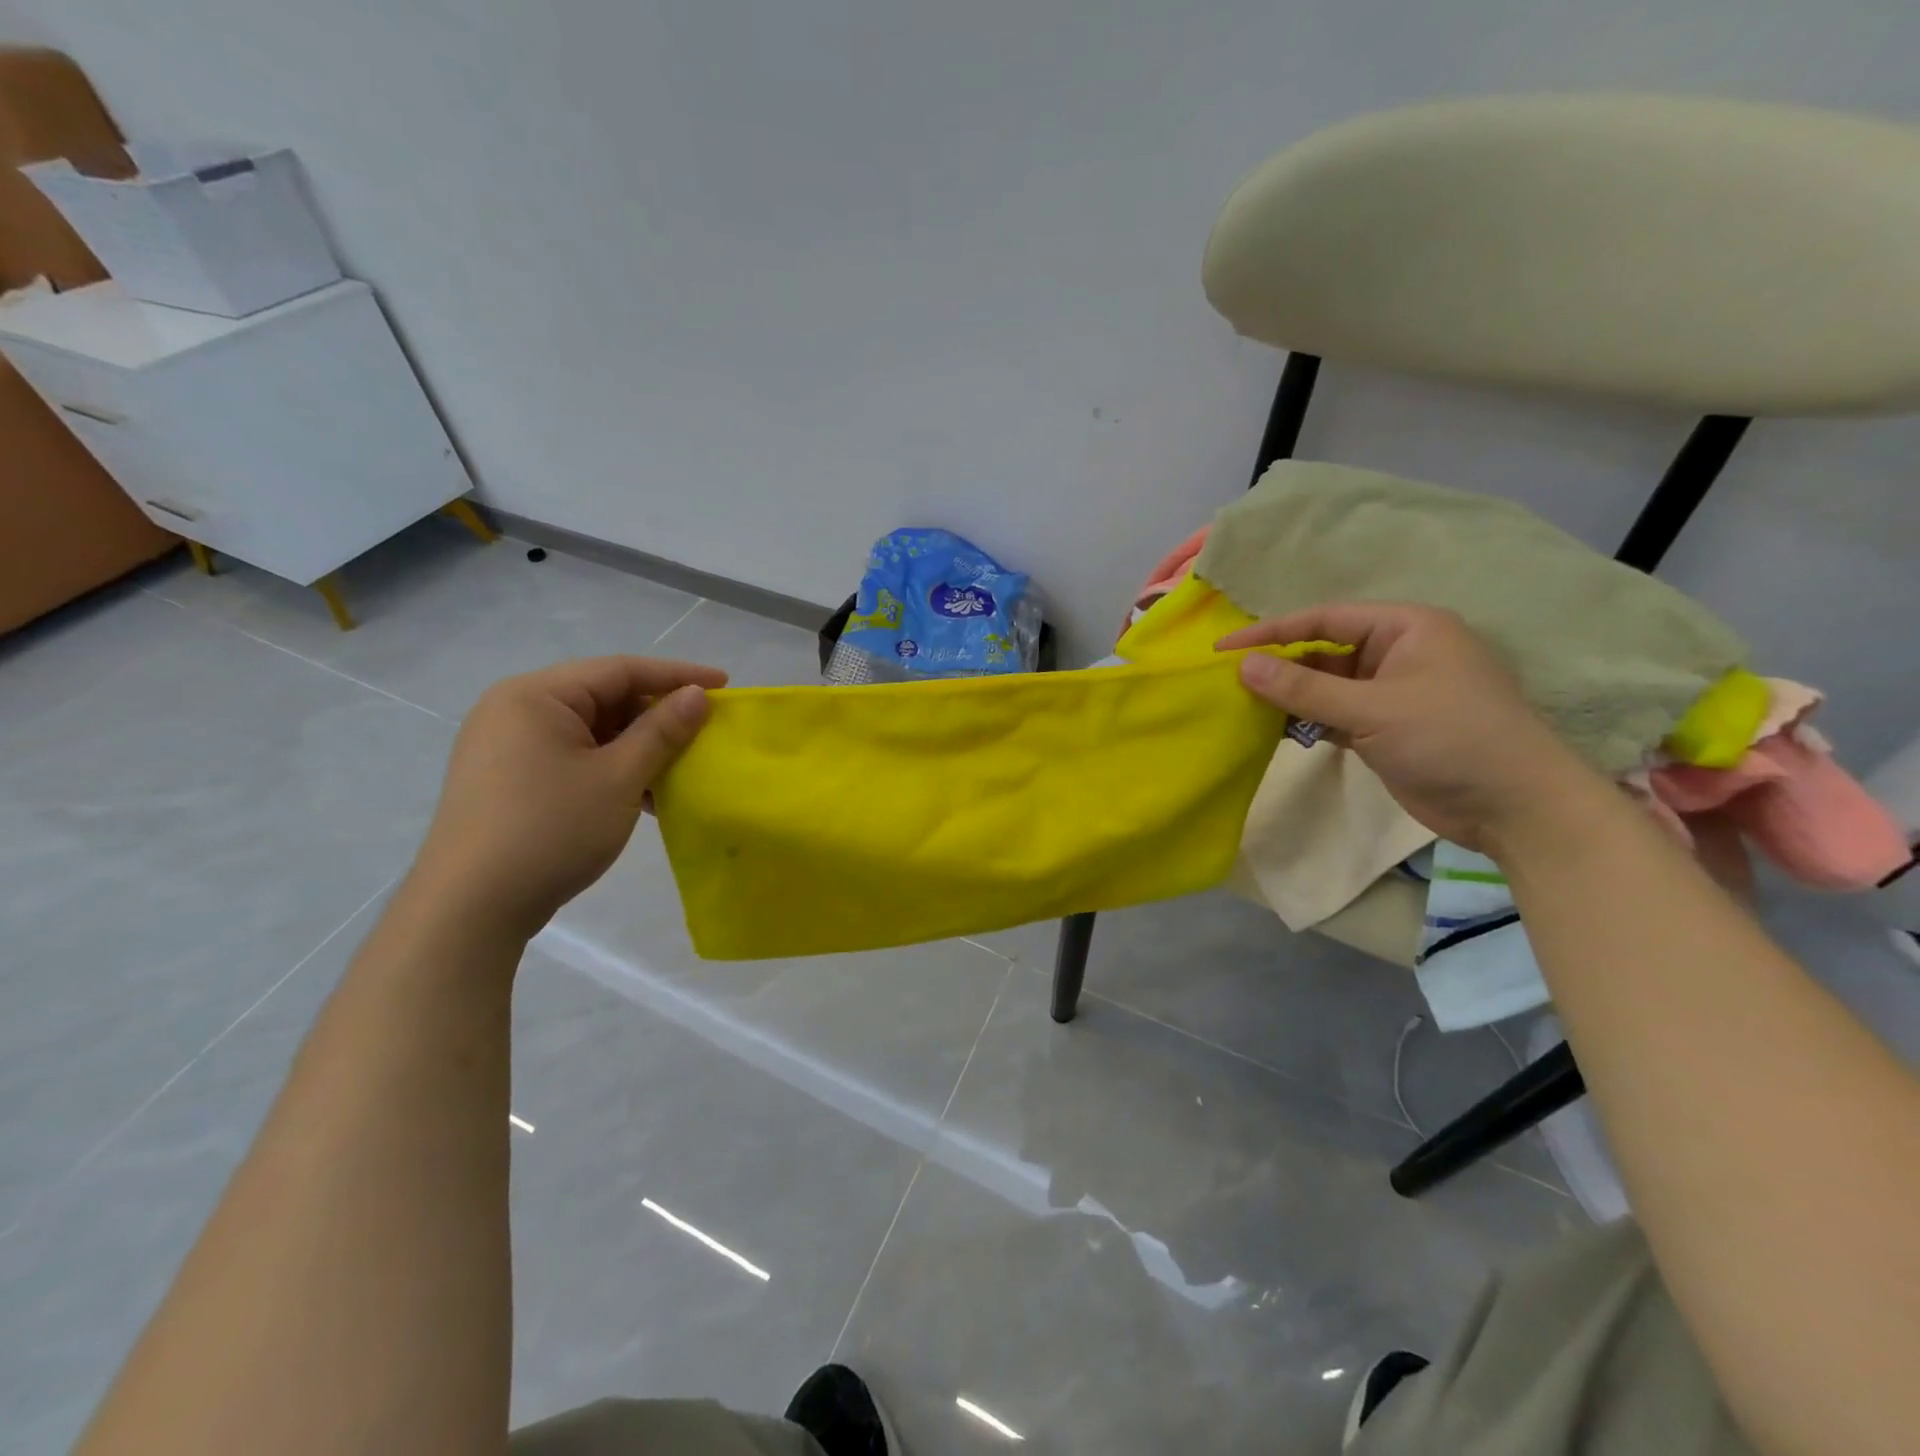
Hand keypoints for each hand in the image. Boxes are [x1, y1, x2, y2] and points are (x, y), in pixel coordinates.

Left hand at [409, 656, 726, 938]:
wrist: (470, 909)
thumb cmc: (551, 830)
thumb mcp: (619, 778)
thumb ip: (662, 731)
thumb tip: (698, 694)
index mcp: (536, 695)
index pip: (620, 670)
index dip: (677, 675)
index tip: (725, 685)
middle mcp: (515, 709)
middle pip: (603, 697)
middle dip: (656, 715)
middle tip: (703, 731)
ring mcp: (506, 746)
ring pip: (590, 730)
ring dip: (637, 746)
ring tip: (678, 768)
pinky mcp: (507, 779)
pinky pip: (572, 755)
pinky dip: (610, 767)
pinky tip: (642, 794)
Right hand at [1218, 603, 1591, 849]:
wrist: (1514, 808)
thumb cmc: (1451, 738)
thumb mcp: (1373, 709)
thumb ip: (1304, 689)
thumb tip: (1243, 666)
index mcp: (1406, 628)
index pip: (1325, 619)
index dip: (1272, 631)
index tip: (1224, 647)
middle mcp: (1396, 653)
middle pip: (1321, 651)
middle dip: (1278, 666)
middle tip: (1227, 681)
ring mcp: (1389, 693)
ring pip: (1324, 686)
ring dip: (1288, 697)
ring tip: (1240, 706)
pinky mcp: (1383, 728)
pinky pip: (1332, 715)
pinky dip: (1304, 721)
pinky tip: (1270, 730)